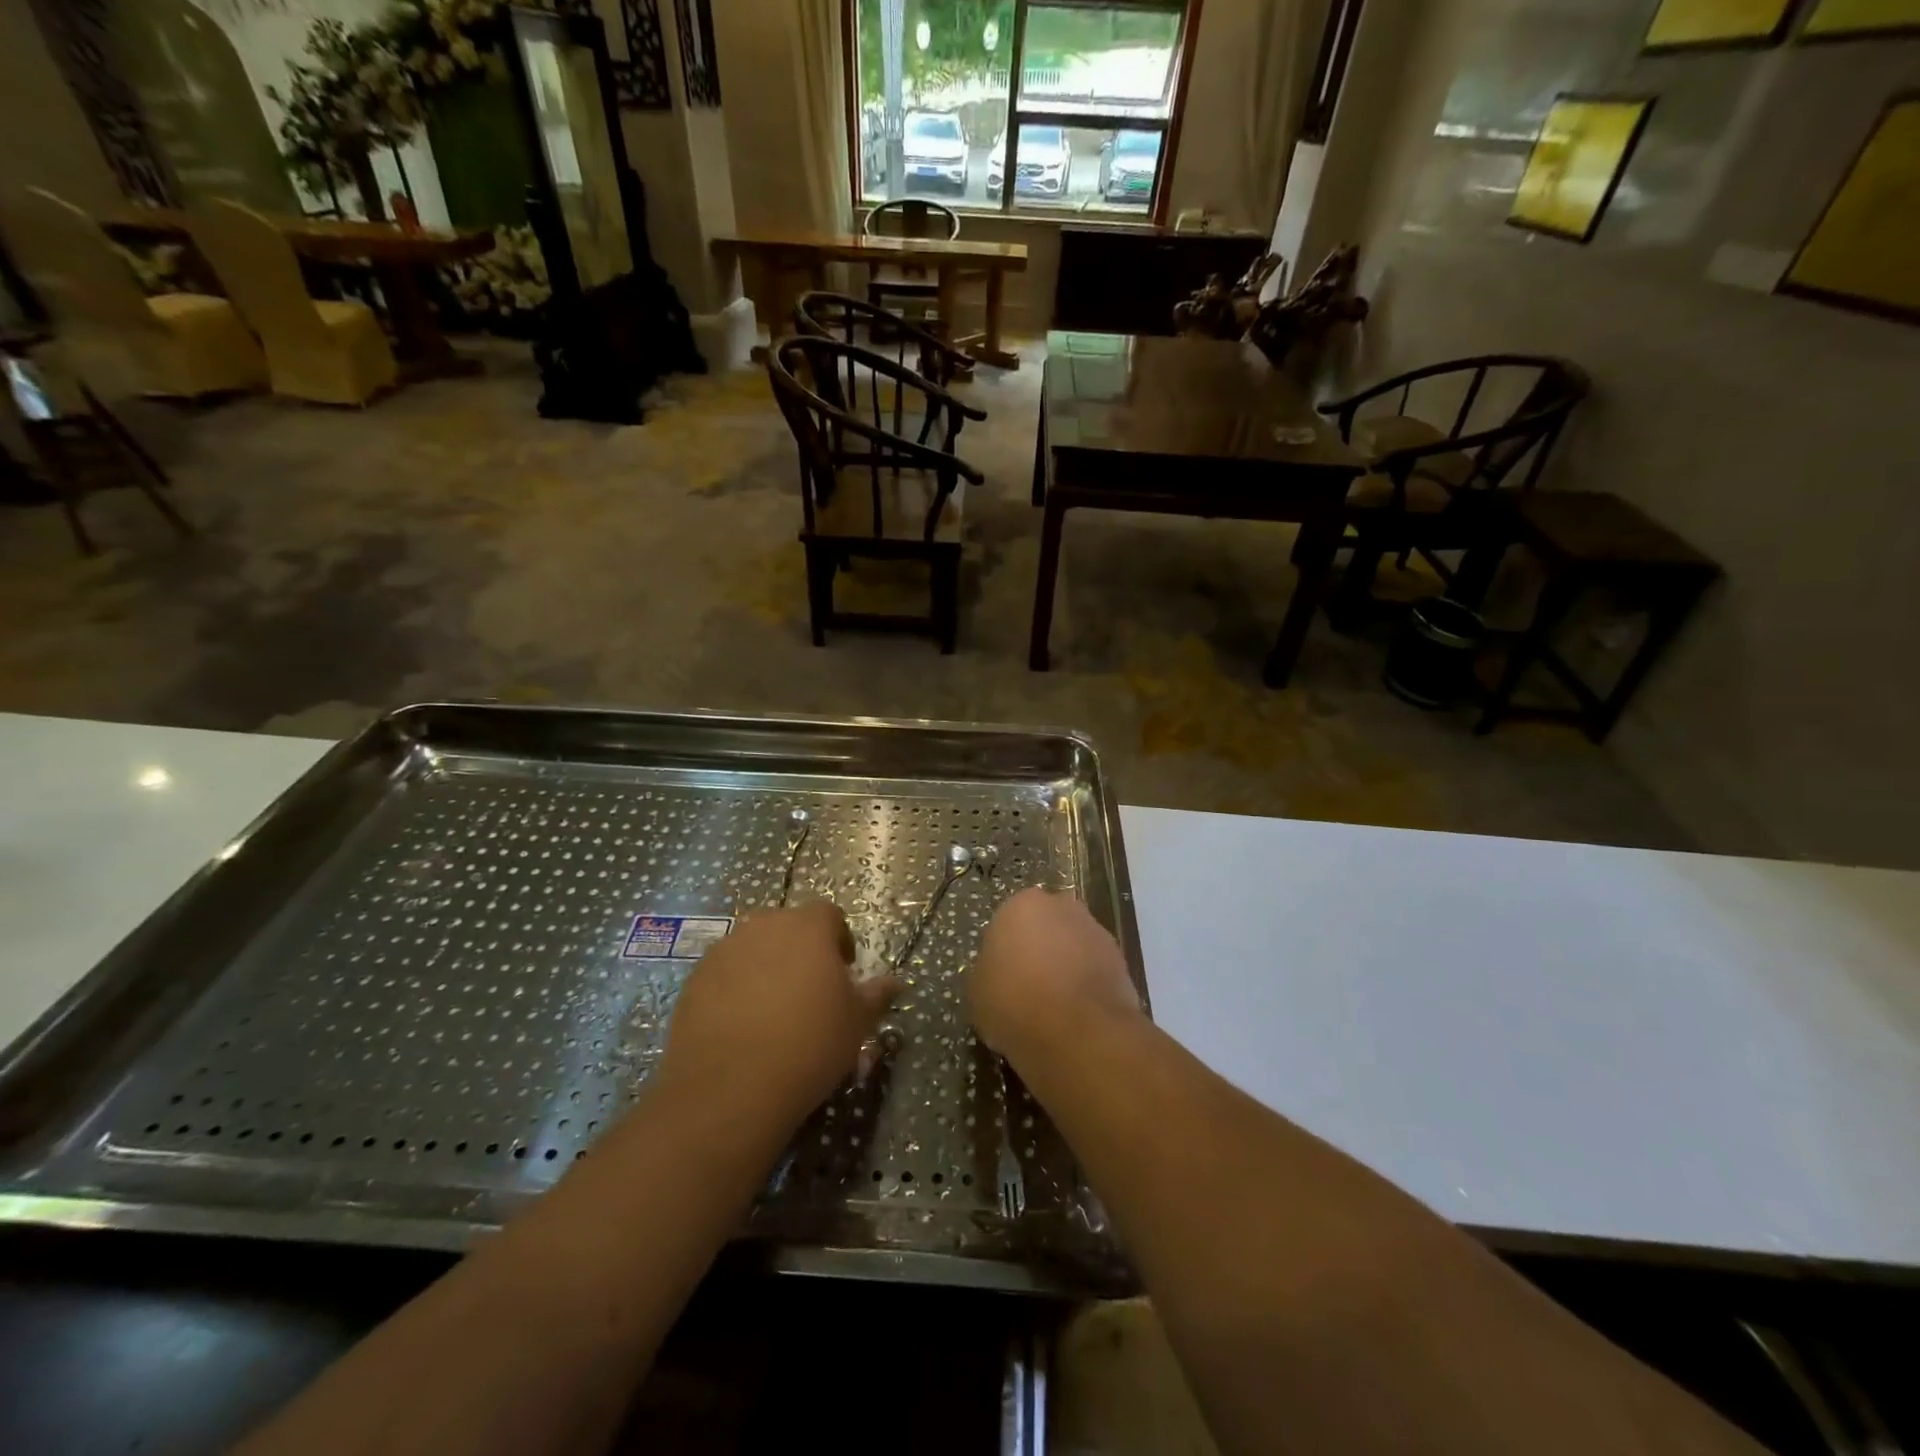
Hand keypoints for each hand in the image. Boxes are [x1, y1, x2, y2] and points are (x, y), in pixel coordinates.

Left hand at [655, 903, 899, 1129]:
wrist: (730, 1087)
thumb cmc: (809, 1045)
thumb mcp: (856, 1023)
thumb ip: (876, 995)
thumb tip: (895, 982)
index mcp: (808, 927)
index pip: (830, 915)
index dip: (840, 939)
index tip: (843, 973)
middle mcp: (764, 926)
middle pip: (789, 927)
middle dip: (801, 950)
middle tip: (810, 991)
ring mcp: (725, 950)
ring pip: (754, 948)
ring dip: (767, 966)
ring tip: (773, 1010)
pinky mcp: (695, 979)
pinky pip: (725, 972)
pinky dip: (735, 987)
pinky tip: (741, 1025)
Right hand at [969, 888, 1141, 1070]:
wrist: (1077, 1032)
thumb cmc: (1014, 1002)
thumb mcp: (978, 992)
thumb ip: (988, 972)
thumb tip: (999, 976)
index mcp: (1022, 904)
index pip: (1008, 923)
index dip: (1004, 953)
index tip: (1002, 980)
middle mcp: (1062, 906)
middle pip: (1045, 928)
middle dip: (1039, 951)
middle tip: (1028, 989)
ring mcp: (1096, 931)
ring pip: (1073, 947)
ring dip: (1066, 967)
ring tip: (1054, 1009)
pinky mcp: (1121, 959)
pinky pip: (1094, 970)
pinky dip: (1087, 986)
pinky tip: (1077, 1015)